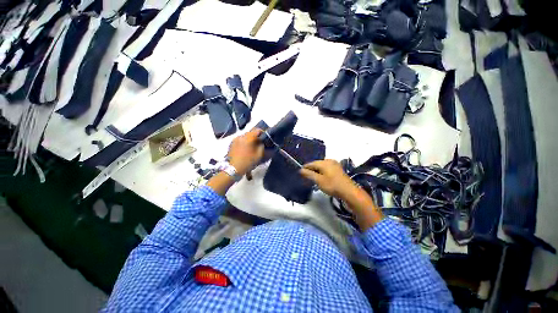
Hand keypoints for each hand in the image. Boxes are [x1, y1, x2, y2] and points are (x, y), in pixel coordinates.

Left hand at [227, 129, 264, 175]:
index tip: (265, 138)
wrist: (233, 168)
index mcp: (248, 137)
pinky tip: (245, 149)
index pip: (257, 130)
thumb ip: (262, 146)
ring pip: (245, 136)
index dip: (263, 133)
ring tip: (252, 147)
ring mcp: (235, 139)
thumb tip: (262, 142)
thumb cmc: (247, 161)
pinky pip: (240, 140)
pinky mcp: (231, 144)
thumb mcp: (259, 155)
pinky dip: (244, 142)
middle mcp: (241, 136)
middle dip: (256, 137)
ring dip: (249, 140)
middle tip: (259, 143)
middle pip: (250, 133)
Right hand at [300, 159, 355, 198]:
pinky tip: (322, 178)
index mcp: (324, 162)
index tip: (300, 173)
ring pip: (322, 166)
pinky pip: (327, 168)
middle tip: (307, 177)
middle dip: (311, 170)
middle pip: (316, 164)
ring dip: (317, 171)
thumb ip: (309, 174)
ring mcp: (335, 164)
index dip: (305, 168)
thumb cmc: (332, 185)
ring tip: (313, 178)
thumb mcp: (318, 180)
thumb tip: (301, 170)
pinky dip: (323, 172)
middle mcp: (329, 161)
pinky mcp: (338, 169)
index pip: (311, 163)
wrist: (349, 191)